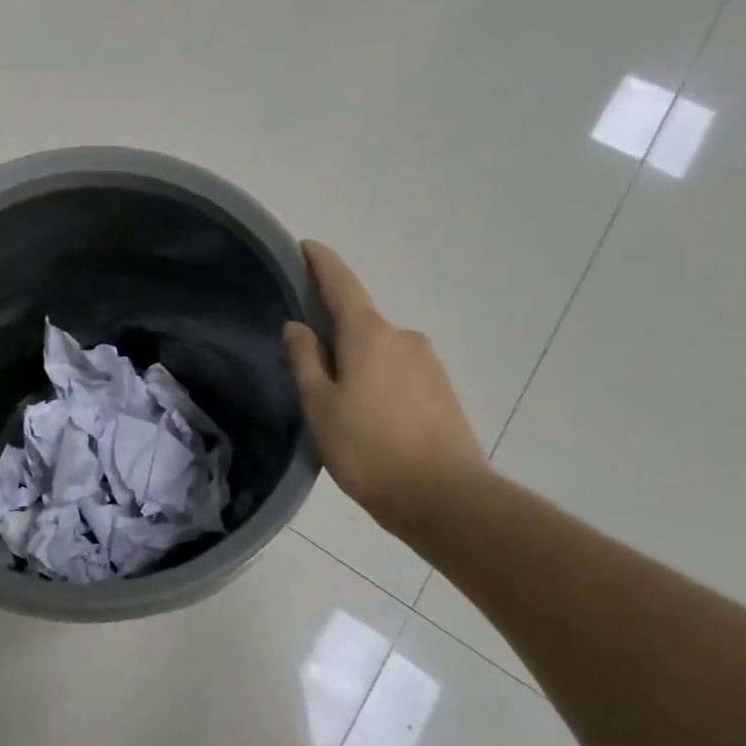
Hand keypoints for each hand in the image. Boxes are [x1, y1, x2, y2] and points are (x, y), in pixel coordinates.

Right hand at [283, 242, 490, 539]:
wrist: (447, 499)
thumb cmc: (370, 449)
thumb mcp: (321, 406)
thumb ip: (305, 360)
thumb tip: (298, 326)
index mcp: (370, 334)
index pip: (341, 284)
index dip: (322, 263)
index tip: (306, 246)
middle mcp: (404, 338)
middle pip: (360, 323)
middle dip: (334, 334)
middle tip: (308, 365)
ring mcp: (428, 364)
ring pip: (380, 352)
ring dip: (357, 364)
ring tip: (340, 406)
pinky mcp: (443, 391)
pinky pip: (399, 373)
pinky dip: (379, 383)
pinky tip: (370, 420)